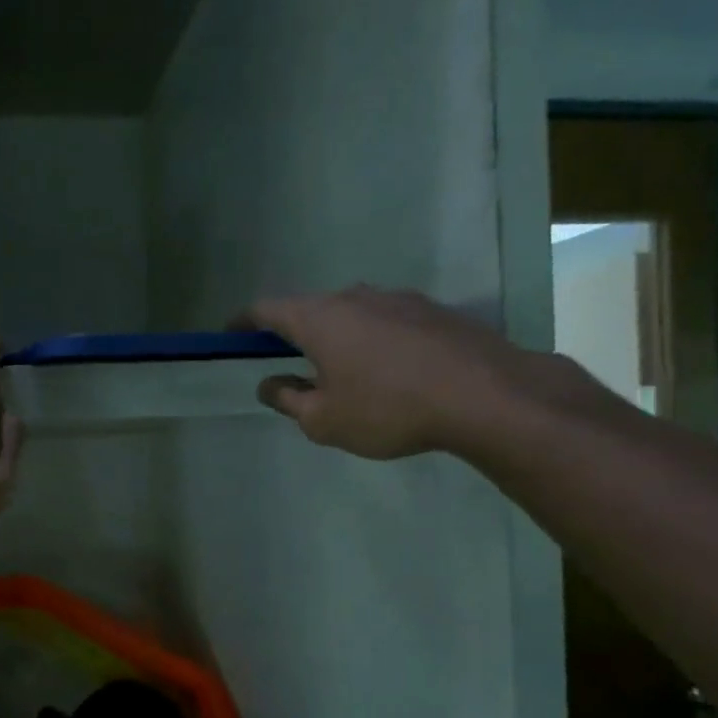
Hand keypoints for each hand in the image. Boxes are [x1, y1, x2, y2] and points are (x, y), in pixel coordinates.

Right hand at [235, 285, 550, 459]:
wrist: (486, 395)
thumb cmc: (388, 409)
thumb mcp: (324, 420)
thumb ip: (288, 400)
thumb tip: (268, 384)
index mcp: (319, 318)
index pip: (266, 309)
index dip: (244, 322)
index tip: (231, 335)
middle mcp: (355, 297)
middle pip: (311, 309)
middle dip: (294, 334)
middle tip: (292, 365)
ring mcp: (399, 299)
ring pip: (353, 314)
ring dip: (339, 338)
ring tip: (347, 375)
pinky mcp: (434, 311)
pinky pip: (388, 322)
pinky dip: (375, 342)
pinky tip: (391, 374)